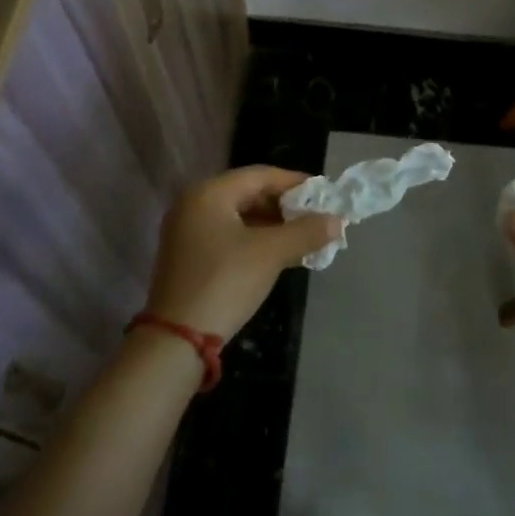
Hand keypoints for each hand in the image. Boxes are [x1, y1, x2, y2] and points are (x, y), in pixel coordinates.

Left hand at [146, 167, 342, 338]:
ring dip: (273, 225)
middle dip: (285, 206)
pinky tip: (280, 254)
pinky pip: (229, 235)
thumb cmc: (225, 282)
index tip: (324, 194)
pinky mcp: (189, 256)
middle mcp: (194, 204)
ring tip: (304, 238)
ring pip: (240, 217)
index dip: (295, 183)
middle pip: (249, 194)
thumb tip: (337, 220)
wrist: (177, 340)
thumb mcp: (271, 253)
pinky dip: (255, 240)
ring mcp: (187, 231)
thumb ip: (306, 232)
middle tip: (316, 218)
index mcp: (209, 193)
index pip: (260, 175)